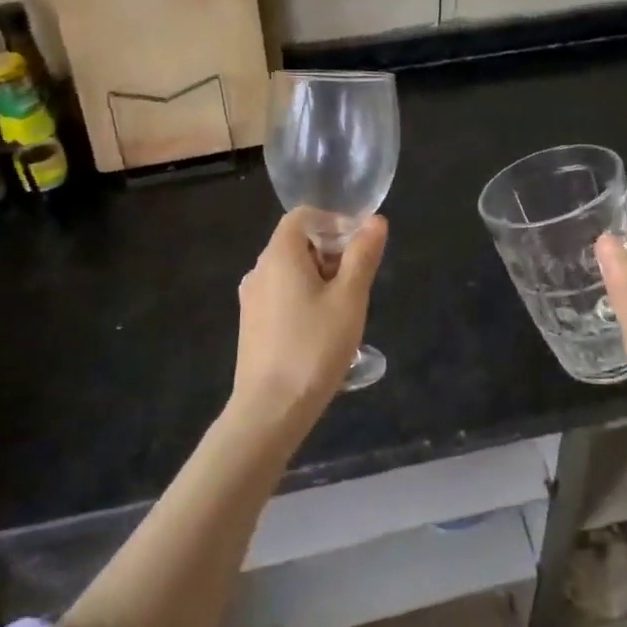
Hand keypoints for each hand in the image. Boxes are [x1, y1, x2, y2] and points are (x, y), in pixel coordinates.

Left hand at [232, 207, 387, 430]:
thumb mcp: (349, 298)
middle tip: (358, 283)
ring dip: (320, 278)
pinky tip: (322, 331)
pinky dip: (304, 298)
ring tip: (344, 310)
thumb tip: (375, 222)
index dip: (333, 221)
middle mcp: (259, 270)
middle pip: (297, 243)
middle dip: (331, 253)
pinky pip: (281, 295)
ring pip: (290, 272)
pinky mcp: (251, 325)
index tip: (360, 246)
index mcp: (279, 255)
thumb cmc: (314, 347)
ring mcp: (251, 299)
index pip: (303, 216)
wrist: (270, 409)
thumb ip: (362, 255)